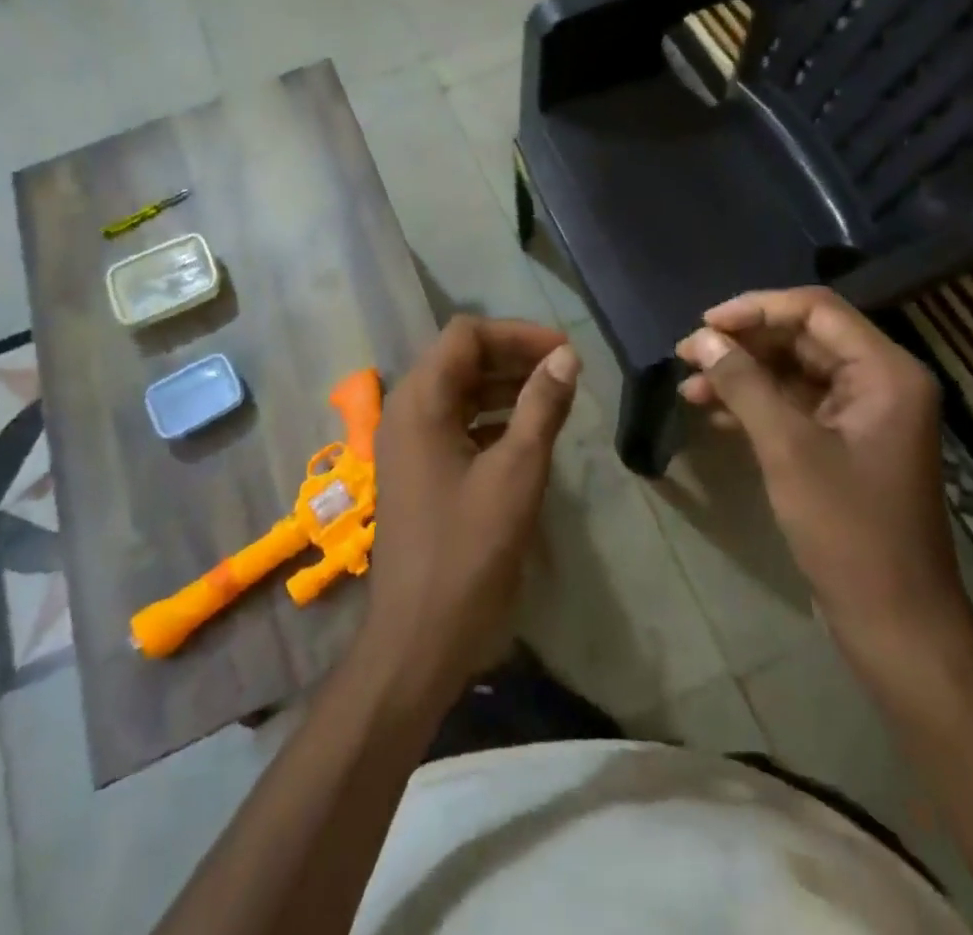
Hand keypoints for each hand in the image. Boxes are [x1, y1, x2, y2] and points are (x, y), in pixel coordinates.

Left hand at [364, 316, 579, 695]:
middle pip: (460, 358)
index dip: (517, 333)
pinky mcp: (418, 469)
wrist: (419, 638)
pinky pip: (456, 423)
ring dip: (504, 386)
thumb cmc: (469, 551)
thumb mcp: (517, 472)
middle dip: (513, 356)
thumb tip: (566, 356)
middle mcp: (406, 410)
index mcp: (420, 401)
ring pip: (459, 390)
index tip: (563, 352)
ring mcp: (408, 442)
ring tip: (554, 397)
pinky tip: (527, 433)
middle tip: (564, 371)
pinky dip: (492, 417)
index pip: (466, 335)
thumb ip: (541, 406)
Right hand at [675, 288, 969, 670]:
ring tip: (690, 388)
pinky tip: (714, 414)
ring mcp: (863, 414)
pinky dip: (756, 404)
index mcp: (885, 372)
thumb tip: (700, 338)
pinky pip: (796, 404)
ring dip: (742, 375)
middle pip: (803, 337)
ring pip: (793, 371)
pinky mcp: (845, 442)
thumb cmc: (848, 530)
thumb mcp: (787, 448)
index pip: (815, 310)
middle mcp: (880, 381)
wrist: (894, 621)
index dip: (756, 309)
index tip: (705, 325)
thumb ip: (743, 384)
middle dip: (743, 344)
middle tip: (688, 356)